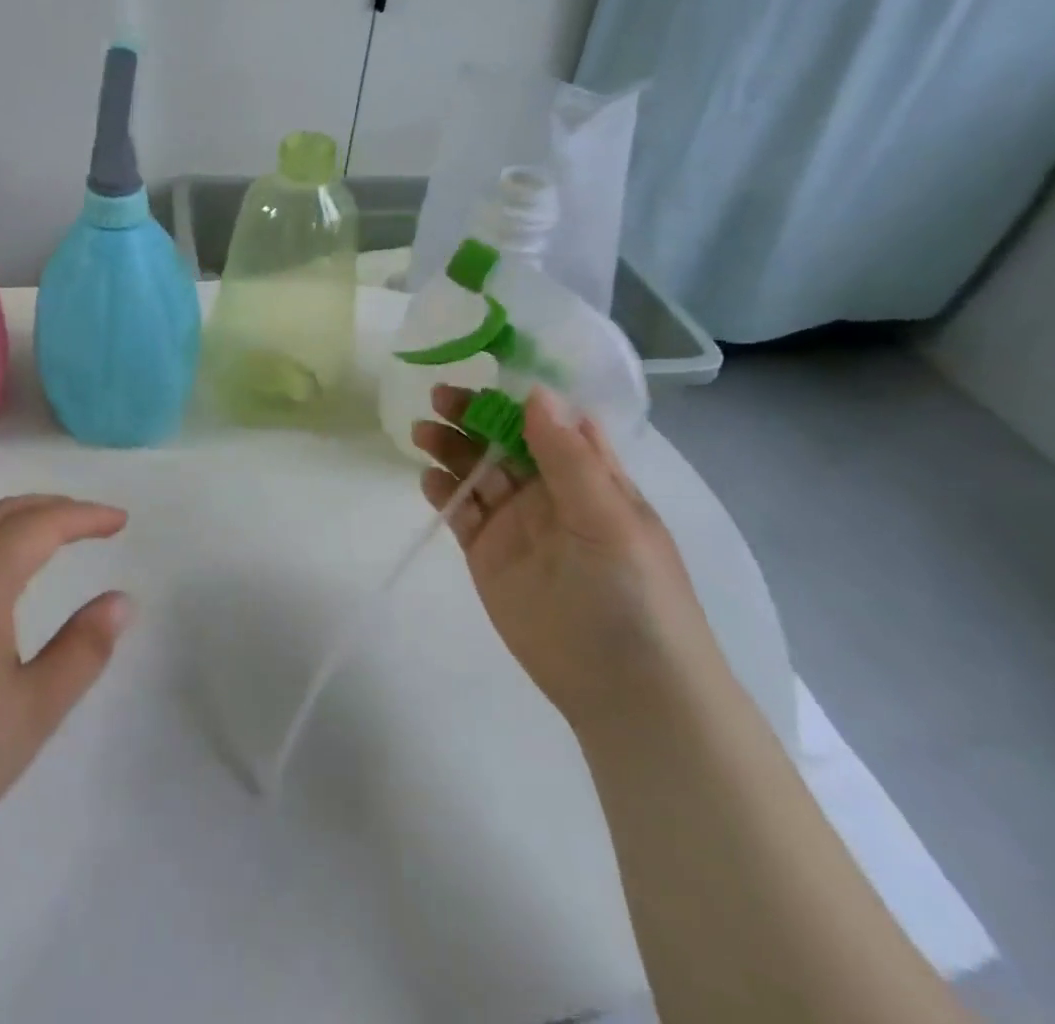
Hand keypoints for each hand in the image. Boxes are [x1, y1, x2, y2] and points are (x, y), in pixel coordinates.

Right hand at [413, 385, 716, 730]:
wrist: (624, 689)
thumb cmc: (633, 594)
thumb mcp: (608, 518)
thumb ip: (568, 457)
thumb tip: (536, 392)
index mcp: (589, 475)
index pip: (550, 420)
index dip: (518, 393)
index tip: (483, 367)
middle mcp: (549, 491)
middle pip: (503, 439)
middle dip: (473, 415)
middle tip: (438, 397)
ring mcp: (515, 521)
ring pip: (476, 470)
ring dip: (451, 447)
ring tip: (422, 432)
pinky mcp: (486, 553)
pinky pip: (460, 510)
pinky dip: (442, 490)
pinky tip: (428, 478)